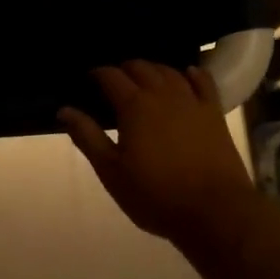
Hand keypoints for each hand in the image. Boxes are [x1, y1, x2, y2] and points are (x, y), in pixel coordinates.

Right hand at [58, 61, 254, 245]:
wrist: (215, 211)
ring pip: (170, 71)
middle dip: (123, 69)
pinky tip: (186, 74)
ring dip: (153, 69)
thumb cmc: (155, 194)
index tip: (87, 80)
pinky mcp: (214, 114)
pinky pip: (203, 82)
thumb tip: (64, 109)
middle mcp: (163, 95)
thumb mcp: (111, 171)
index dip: (97, 73)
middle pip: (141, 67)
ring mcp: (193, 102)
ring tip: (143, 78)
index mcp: (134, 106)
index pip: (111, 76)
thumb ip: (87, 136)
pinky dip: (191, 73)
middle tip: (112, 82)